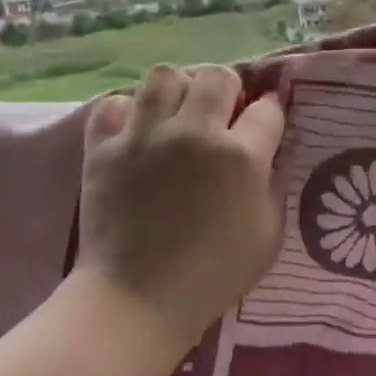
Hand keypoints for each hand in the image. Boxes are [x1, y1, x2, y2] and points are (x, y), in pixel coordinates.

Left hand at [75, 64, 286, 355]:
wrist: (138, 299)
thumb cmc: (213, 275)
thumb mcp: (268, 235)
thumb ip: (273, 185)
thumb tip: (268, 152)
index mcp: (241, 157)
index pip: (267, 108)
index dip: (270, 110)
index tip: (265, 120)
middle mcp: (194, 134)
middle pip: (218, 76)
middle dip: (228, 90)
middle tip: (221, 115)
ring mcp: (144, 137)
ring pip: (165, 75)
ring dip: (178, 91)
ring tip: (176, 115)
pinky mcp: (102, 148)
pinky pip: (114, 104)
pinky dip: (127, 113)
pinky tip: (135, 133)